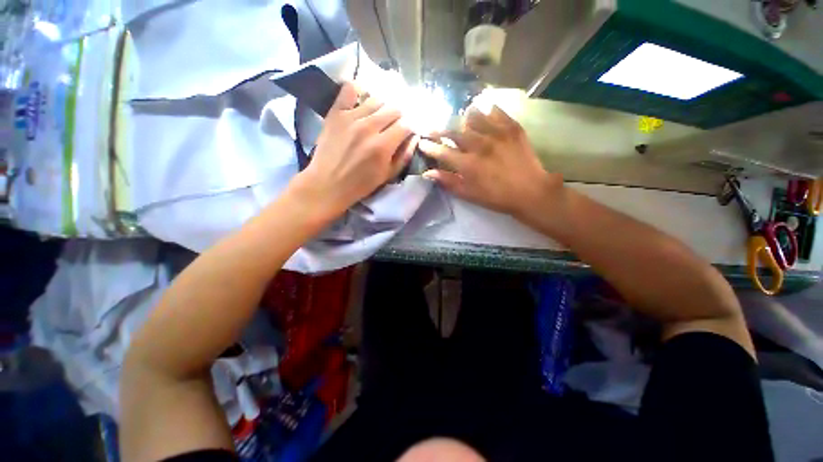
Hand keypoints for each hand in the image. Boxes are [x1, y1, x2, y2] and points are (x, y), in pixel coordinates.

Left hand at [291, 82, 415, 218]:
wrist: (328, 184)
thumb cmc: (360, 184)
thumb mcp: (387, 175)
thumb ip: (404, 156)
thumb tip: (414, 137)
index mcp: (383, 146)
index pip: (406, 125)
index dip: (410, 128)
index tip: (407, 132)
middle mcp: (369, 127)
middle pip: (394, 109)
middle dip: (399, 117)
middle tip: (394, 125)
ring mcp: (351, 117)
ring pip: (376, 99)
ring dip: (382, 107)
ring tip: (379, 116)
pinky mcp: (336, 113)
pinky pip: (349, 90)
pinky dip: (358, 91)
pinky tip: (361, 99)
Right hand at [418, 106, 561, 217]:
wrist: (530, 191)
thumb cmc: (496, 197)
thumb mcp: (469, 194)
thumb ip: (447, 182)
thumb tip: (427, 173)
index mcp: (468, 164)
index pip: (441, 151)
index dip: (429, 146)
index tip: (421, 142)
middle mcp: (479, 145)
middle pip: (453, 131)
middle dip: (439, 130)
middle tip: (434, 129)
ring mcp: (497, 133)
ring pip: (472, 115)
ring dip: (463, 119)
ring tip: (462, 123)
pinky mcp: (512, 127)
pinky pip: (494, 110)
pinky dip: (485, 111)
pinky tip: (483, 116)